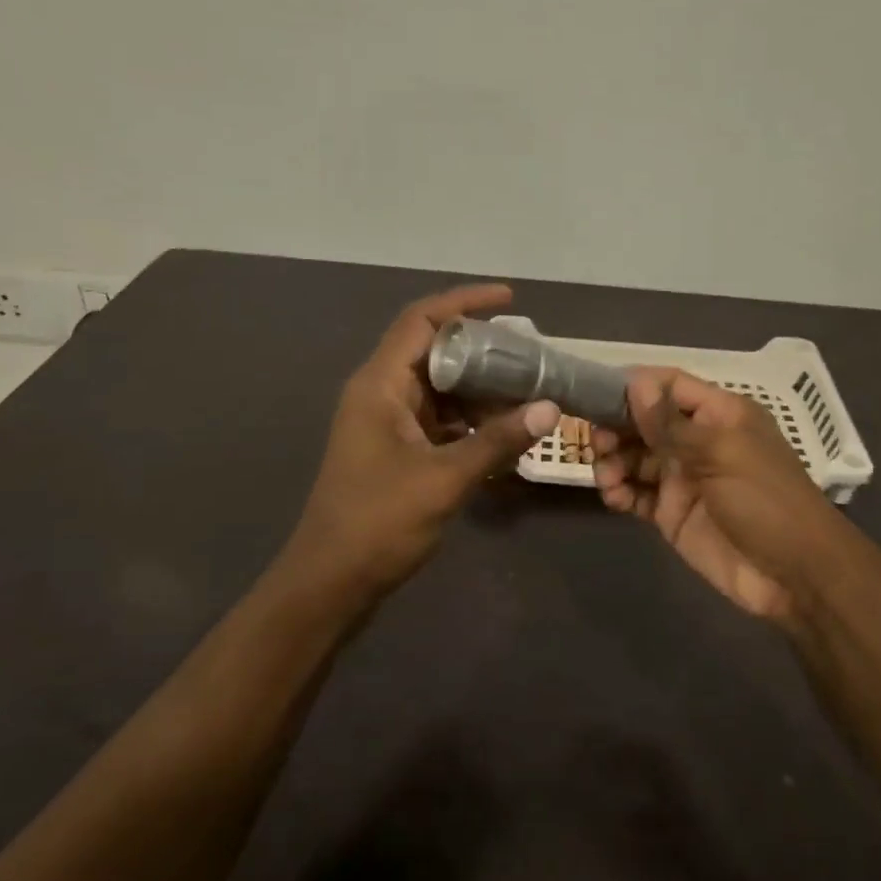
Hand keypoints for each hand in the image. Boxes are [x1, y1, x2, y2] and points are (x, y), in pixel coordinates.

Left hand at [287, 284, 560, 597]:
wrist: (330, 582)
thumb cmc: (377, 523)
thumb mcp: (444, 479)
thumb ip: (497, 441)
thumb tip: (550, 407)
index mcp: (380, 384)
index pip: (422, 321)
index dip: (464, 302)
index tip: (509, 298)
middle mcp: (381, 393)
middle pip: (435, 351)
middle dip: (483, 350)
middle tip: (531, 356)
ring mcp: (387, 423)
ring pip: (441, 388)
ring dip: (481, 389)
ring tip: (528, 393)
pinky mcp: (396, 450)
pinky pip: (440, 420)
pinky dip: (470, 421)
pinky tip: (504, 433)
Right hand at [592, 368, 847, 623]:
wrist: (794, 576)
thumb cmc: (765, 501)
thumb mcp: (721, 454)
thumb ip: (673, 424)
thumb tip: (636, 383)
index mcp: (718, 415)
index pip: (669, 385)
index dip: (635, 386)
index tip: (596, 394)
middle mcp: (696, 441)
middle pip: (644, 421)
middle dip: (616, 427)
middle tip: (595, 443)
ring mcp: (682, 478)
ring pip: (634, 458)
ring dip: (613, 461)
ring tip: (606, 477)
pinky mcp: (671, 514)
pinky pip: (636, 494)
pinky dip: (620, 493)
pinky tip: (614, 498)